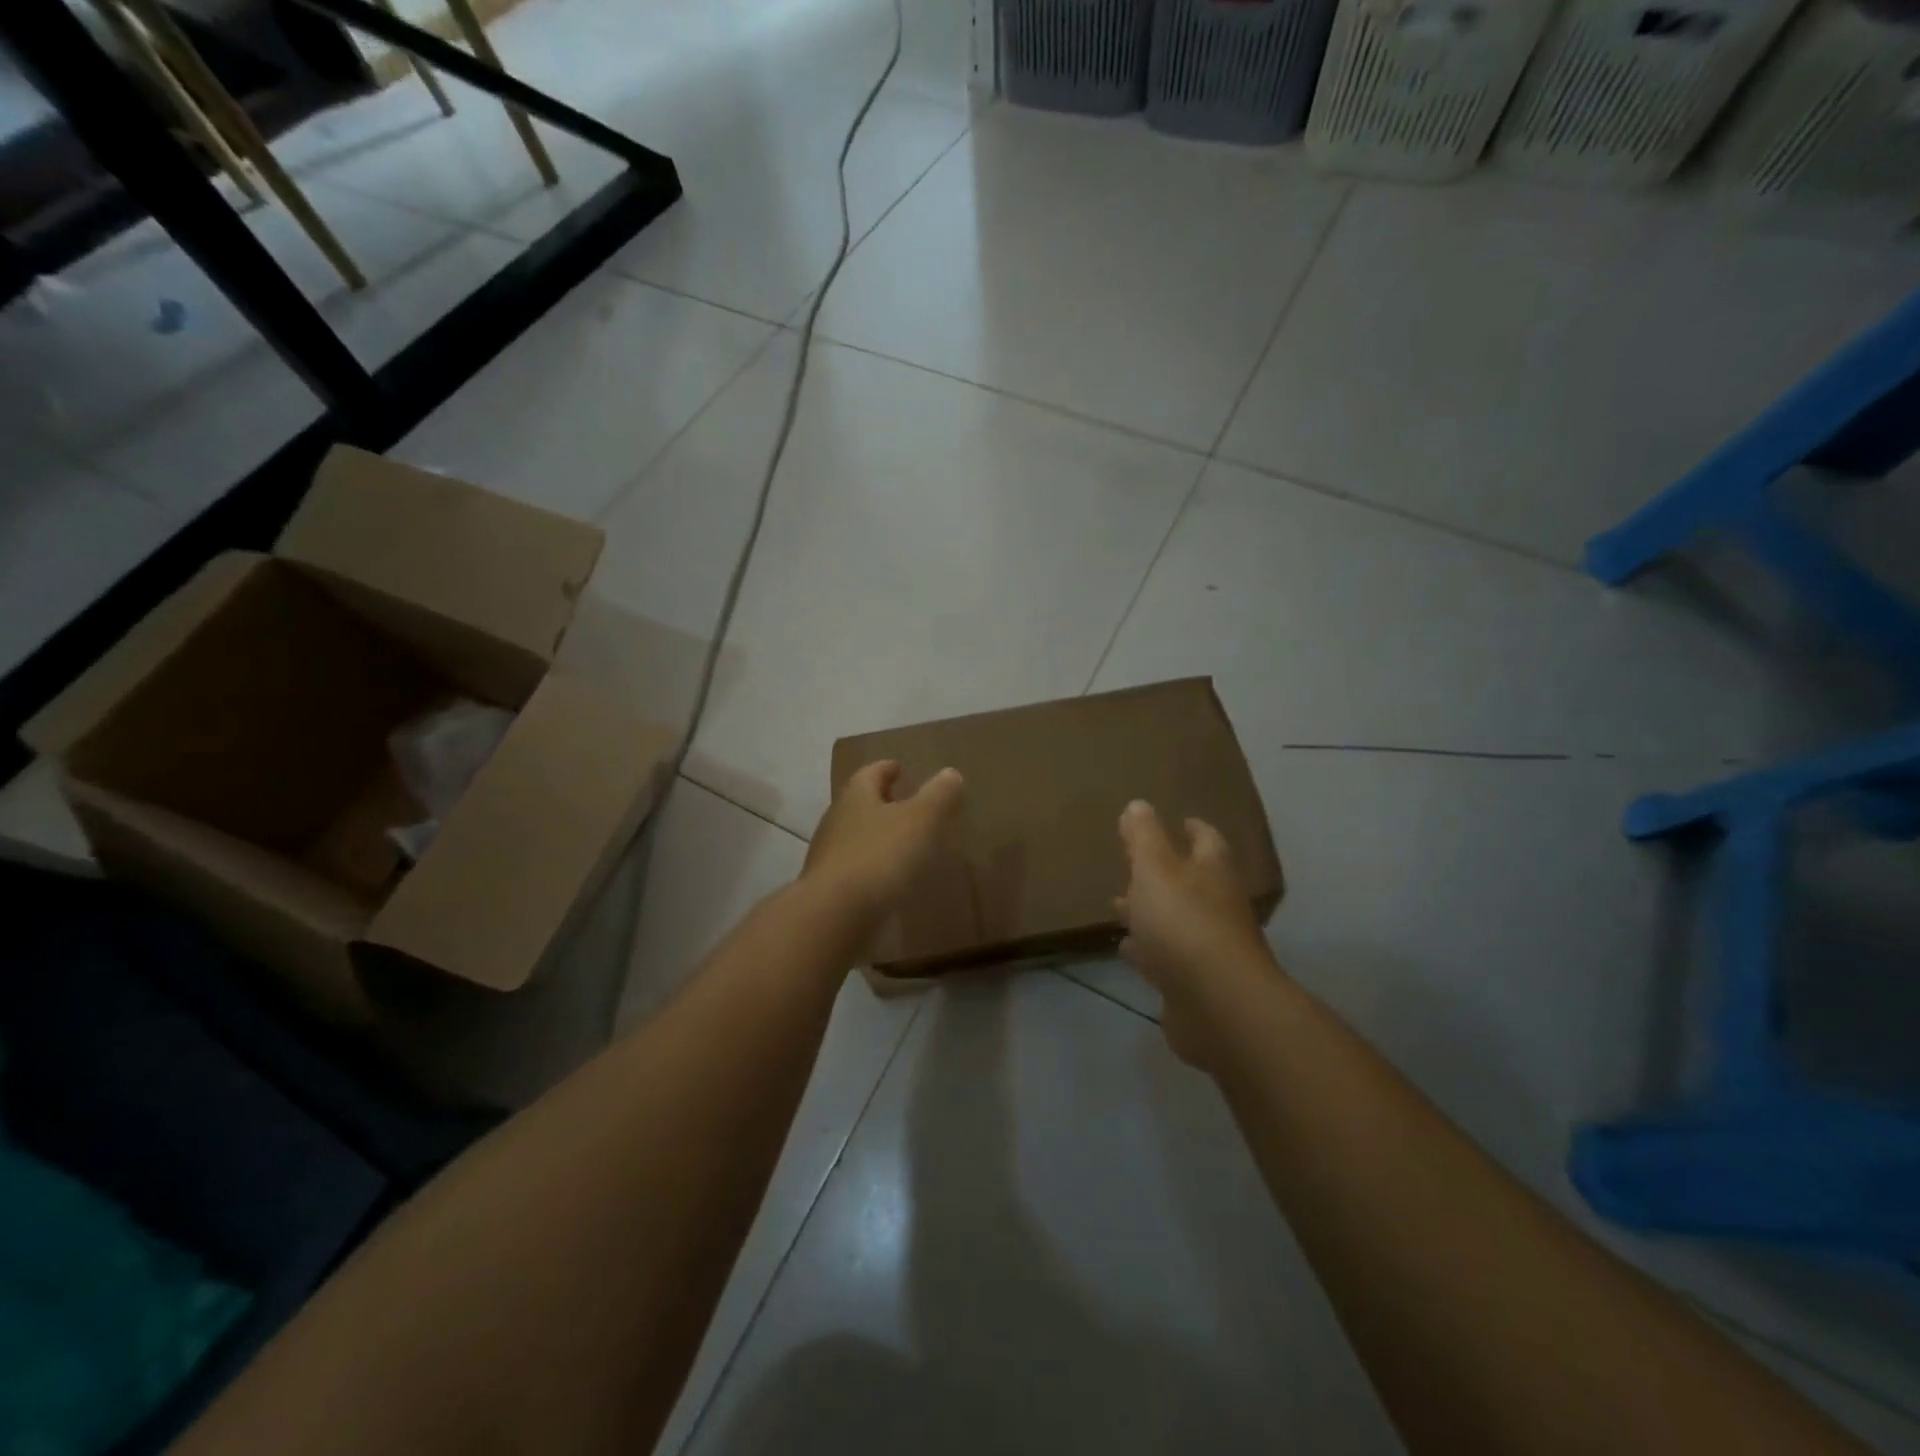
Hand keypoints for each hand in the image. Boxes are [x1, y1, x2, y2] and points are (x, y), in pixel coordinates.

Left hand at [803, 760, 965, 921]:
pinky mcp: (828, 888)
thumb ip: (939, 795)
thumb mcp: (922, 820)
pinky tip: (889, 880)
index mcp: (856, 795)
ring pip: (856, 836)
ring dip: (877, 836)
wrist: (834, 915)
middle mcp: (836, 819)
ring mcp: (828, 855)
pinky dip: (872, 867)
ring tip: (904, 845)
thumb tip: (951, 773)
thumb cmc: (881, 856)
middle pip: (861, 803)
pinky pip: (854, 868)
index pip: (872, 772)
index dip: (888, 769)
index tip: (901, 769)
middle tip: (907, 806)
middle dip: (882, 802)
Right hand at [1115, 800, 1279, 1069]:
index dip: (1191, 829)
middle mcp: (1217, 906)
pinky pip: (1166, 958)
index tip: (1178, 821)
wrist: (1217, 1007)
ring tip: (1119, 904)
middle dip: (1164, 872)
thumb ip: (1144, 837)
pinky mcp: (1194, 984)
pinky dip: (1148, 950)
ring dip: (1151, 912)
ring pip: (1175, 920)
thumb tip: (1139, 804)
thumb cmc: (1184, 924)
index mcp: (1212, 872)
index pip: (1206, 840)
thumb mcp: (1155, 869)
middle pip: (1191, 881)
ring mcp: (1208, 948)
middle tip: (1134, 863)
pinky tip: (1127, 948)